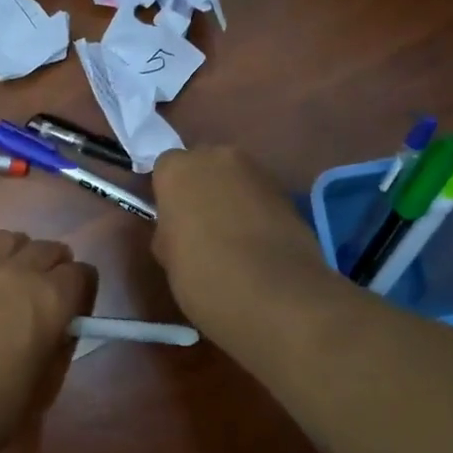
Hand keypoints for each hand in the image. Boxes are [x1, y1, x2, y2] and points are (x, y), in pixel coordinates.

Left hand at [0, 231, 95, 441]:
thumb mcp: (47, 381)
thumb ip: (59, 344)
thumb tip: (58, 327)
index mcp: (52, 297)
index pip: (82, 273)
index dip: (82, 291)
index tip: (74, 312)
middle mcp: (17, 272)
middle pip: (47, 249)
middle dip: (54, 267)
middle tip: (45, 295)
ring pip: (6, 239)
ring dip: (16, 254)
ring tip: (10, 279)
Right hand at [151, 147, 332, 343]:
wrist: (275, 295)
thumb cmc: (203, 275)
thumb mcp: (166, 255)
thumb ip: (168, 228)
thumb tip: (179, 226)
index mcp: (178, 169)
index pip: (165, 168)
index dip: (166, 194)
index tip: (168, 220)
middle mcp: (218, 157)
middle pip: (202, 165)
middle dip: (199, 189)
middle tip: (197, 227)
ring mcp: (258, 172)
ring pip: (234, 179)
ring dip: (229, 199)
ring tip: (229, 239)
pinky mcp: (288, 193)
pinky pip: (259, 196)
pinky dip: (254, 212)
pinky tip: (254, 244)